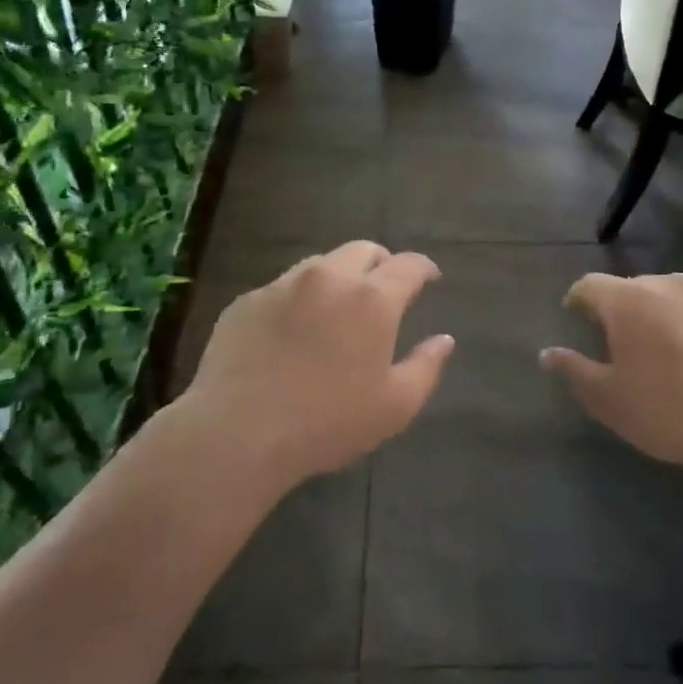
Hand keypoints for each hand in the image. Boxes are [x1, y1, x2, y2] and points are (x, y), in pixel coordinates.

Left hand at [183, 241, 454, 489]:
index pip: (408, 265)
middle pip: (363, 250)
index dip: (424, 268)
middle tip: (384, 290)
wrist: (237, 433)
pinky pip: (283, 288)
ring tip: (336, 310)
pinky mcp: (247, 301)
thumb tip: (444, 339)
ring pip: (320, 264)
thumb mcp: (395, 407)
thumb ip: (426, 367)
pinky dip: (299, 299)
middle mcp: (328, 278)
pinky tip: (292, 333)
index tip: (430, 278)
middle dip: (381, 263)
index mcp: (372, 299)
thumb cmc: (327, 424)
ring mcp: (283, 285)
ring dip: (338, 277)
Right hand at [540, 272, 682, 482]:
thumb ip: (574, 371)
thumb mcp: (608, 400)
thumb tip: (548, 353)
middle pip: (636, 290)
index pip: (590, 285)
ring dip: (666, 320)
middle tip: (621, 344)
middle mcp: (671, 287)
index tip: (574, 315)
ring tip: (669, 357)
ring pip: (678, 302)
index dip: (578, 299)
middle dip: (623, 311)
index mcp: (630, 300)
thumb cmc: (669, 411)